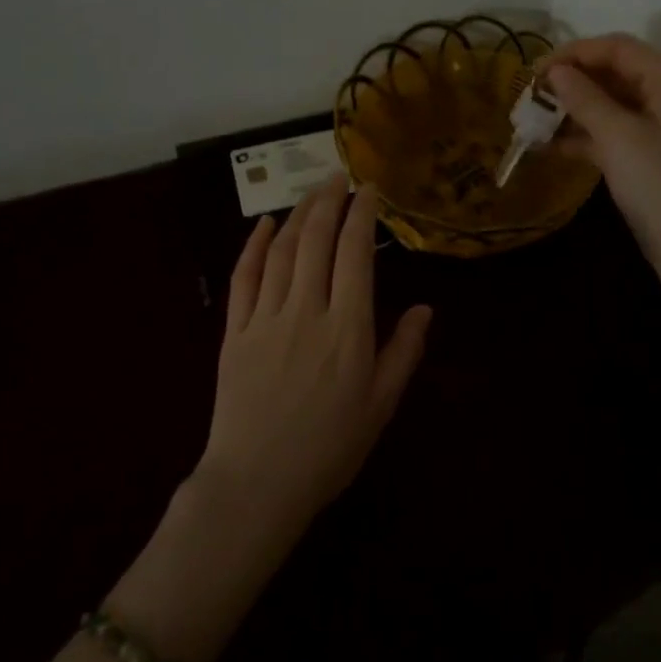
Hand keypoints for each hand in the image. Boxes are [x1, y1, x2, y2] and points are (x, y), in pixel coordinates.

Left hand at [196, 174, 430, 536]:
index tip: (369, 190)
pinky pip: (243, 277)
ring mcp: (265, 317)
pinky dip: (253, 245)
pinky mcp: (234, 331)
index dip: (362, 214)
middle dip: (329, 201)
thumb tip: (426, 308)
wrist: (257, 484)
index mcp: (347, 329)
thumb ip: (403, 352)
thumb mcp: (380, 406)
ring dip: (297, 215)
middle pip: (316, 239)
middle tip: (339, 176)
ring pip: (282, 250)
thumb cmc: (328, 449)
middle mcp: (306, 310)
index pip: (355, 253)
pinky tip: (263, 224)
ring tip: (312, 193)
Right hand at [544, 31, 660, 303]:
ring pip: (611, 107)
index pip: (616, 48)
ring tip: (532, 125)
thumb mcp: (620, 138)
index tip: (532, 73)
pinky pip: (615, 137)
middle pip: (614, 74)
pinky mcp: (655, 161)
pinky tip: (552, 149)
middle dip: (570, 83)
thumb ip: (586, 99)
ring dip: (573, 112)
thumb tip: (557, 71)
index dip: (573, 53)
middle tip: (529, 100)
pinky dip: (585, 138)